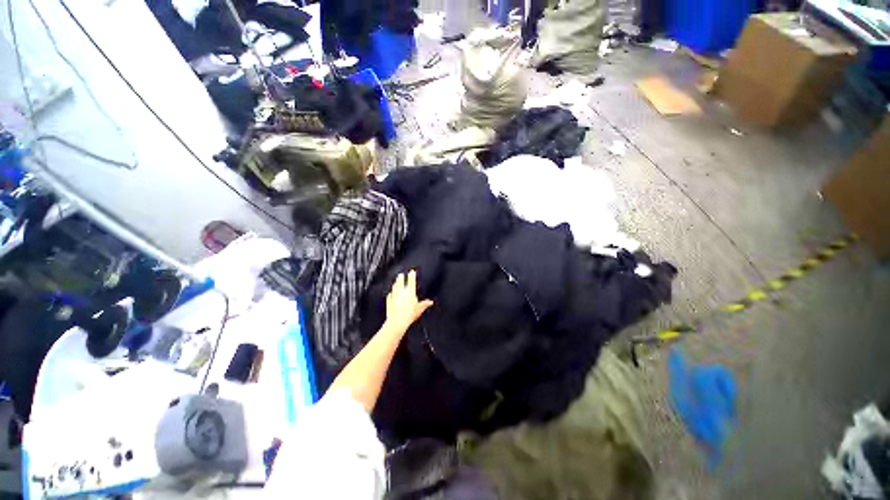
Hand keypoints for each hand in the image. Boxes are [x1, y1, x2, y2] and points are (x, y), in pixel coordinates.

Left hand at [385, 270, 433, 334]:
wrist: (397, 321)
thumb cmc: (409, 315)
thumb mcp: (420, 309)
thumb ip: (425, 304)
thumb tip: (430, 302)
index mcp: (410, 293)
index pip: (411, 281)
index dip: (412, 276)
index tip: (412, 271)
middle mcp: (402, 293)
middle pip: (401, 282)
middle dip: (401, 278)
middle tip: (401, 274)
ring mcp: (394, 296)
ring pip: (395, 288)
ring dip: (396, 284)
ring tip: (396, 281)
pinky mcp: (389, 302)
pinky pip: (390, 296)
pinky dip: (391, 294)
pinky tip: (390, 293)